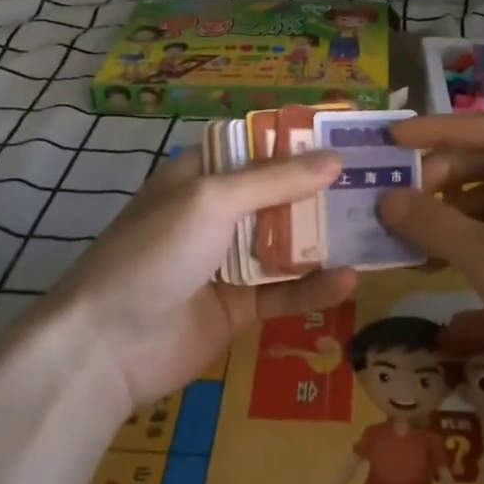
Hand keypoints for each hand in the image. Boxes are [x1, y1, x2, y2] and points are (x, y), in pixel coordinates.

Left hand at [38, 148, 355, 406]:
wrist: (107, 346)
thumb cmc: (156, 252)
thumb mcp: (213, 201)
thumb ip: (275, 180)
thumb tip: (335, 158)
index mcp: (199, 177)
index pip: (255, 148)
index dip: (297, 142)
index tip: (346, 137)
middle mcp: (216, 214)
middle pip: (278, 195)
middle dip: (322, 191)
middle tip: (376, 184)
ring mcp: (228, 262)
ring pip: (287, 244)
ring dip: (325, 239)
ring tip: (373, 228)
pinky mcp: (239, 307)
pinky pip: (283, 292)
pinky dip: (312, 288)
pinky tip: (347, 280)